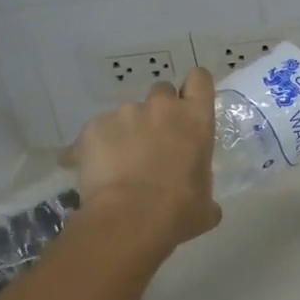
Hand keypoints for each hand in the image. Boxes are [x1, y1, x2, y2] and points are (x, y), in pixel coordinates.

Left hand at [62, 67, 222, 255]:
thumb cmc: (179, 210)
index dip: (193, 89)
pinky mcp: (93, 127)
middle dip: (158, 111)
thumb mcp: (205, 203)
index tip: (188, 105)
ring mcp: (126, 113)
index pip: (200, 79)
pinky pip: (95, 132)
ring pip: (126, 113)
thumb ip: (204, 189)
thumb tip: (204, 204)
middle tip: (153, 141)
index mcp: (196, 118)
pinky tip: (94, 174)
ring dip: (126, 131)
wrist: (130, 220)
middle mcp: (163, 106)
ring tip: (118, 165)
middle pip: (162, 91)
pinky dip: (94, 148)